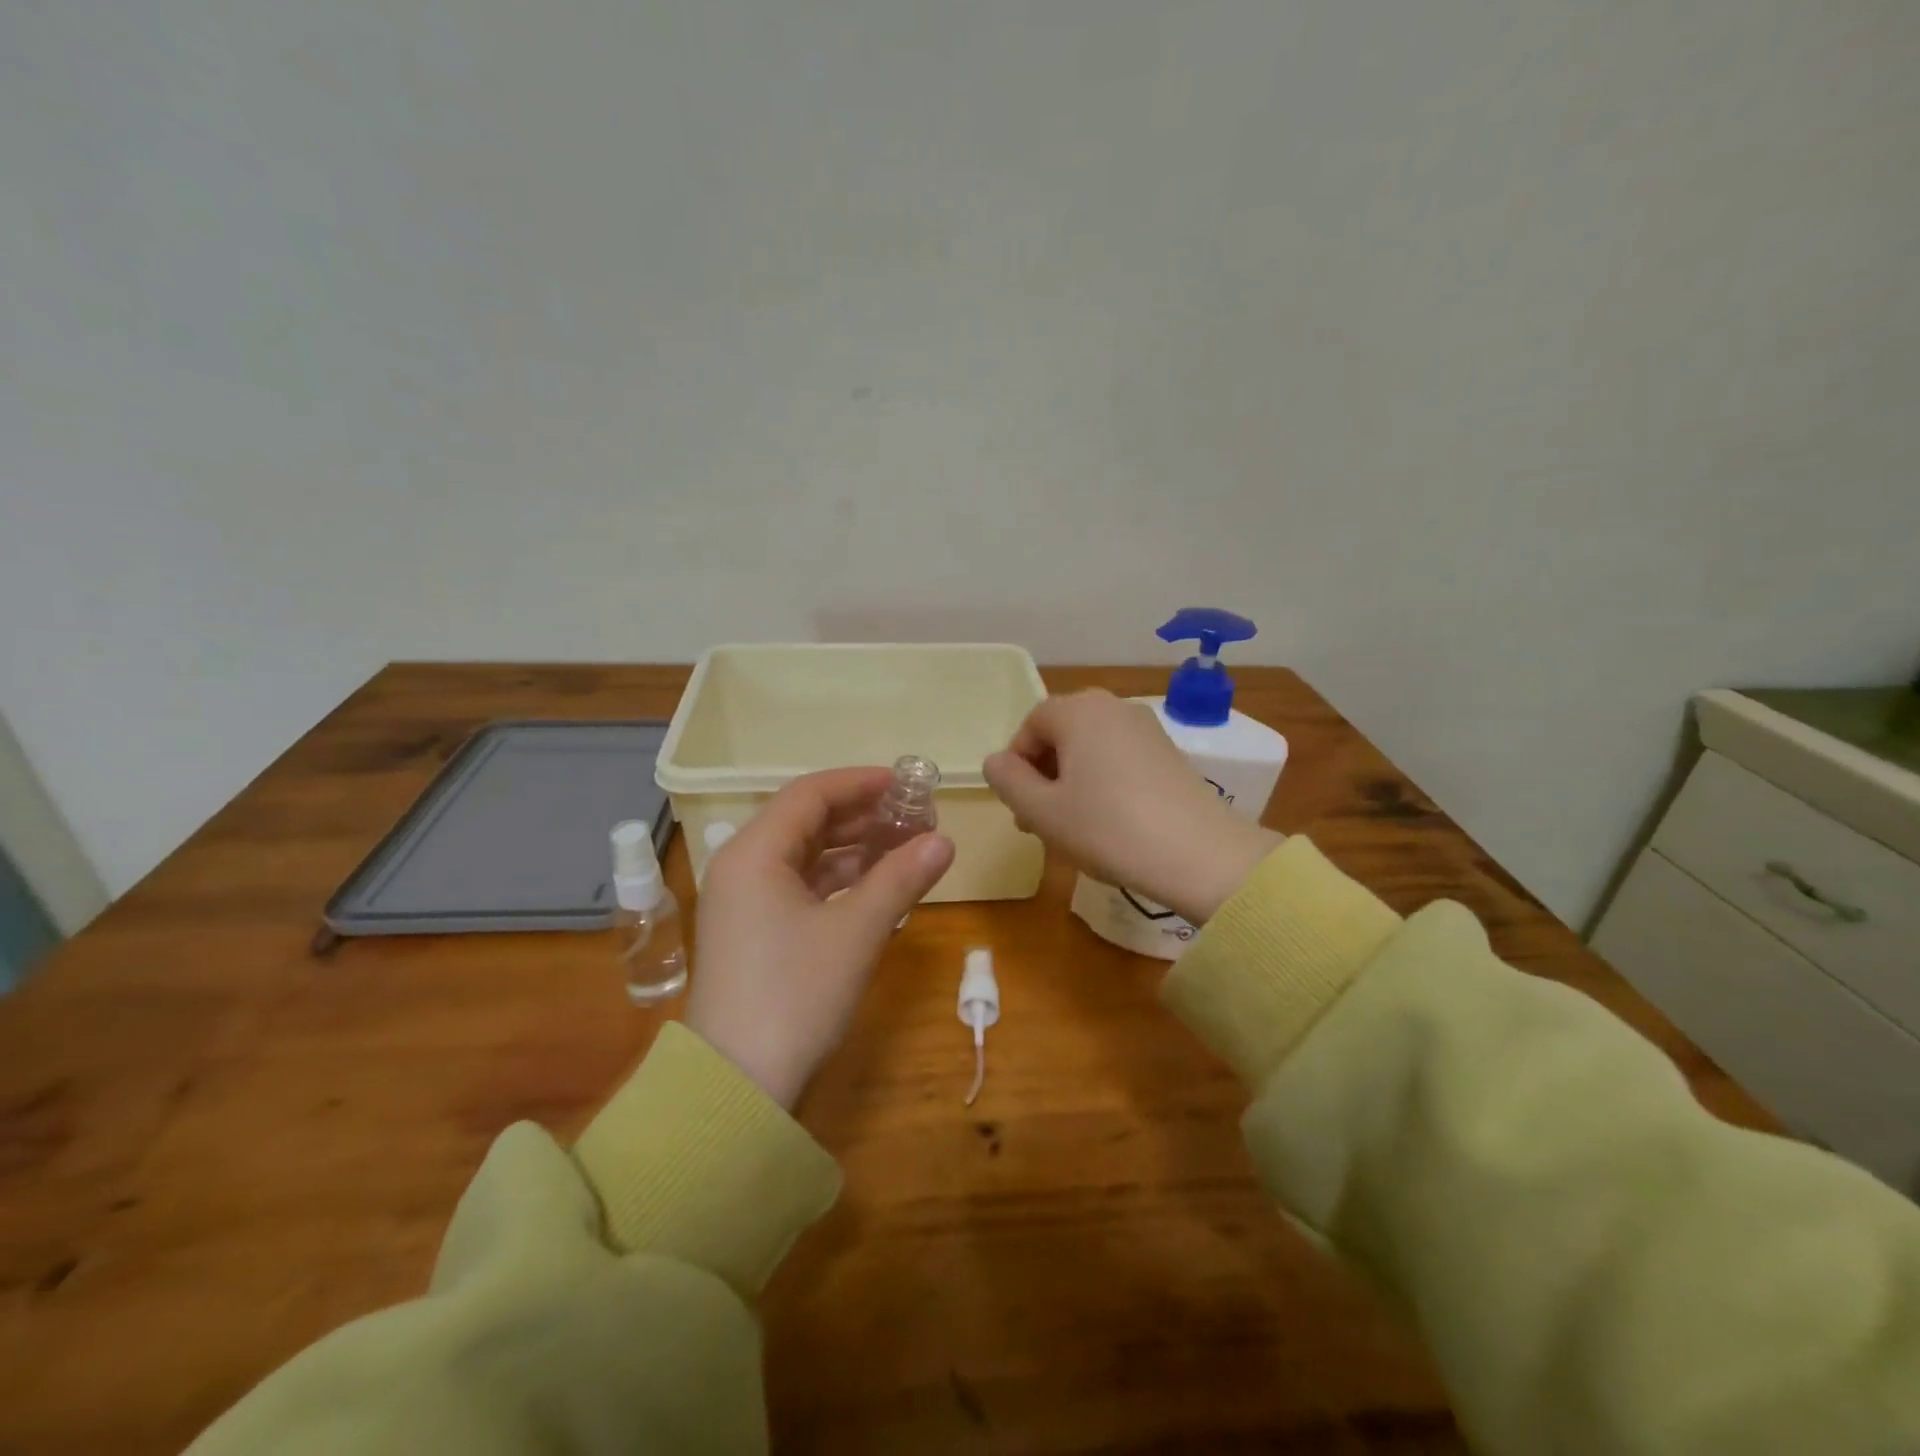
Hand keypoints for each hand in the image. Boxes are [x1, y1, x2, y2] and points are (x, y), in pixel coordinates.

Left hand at [685, 767, 954, 1109]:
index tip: (905, 784)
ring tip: (905, 849)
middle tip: (913, 817)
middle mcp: (742, 867)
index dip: (860, 783)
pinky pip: (799, 887)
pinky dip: (838, 882)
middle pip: (806, 821)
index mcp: (755, 853)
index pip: (810, 794)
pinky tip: (877, 889)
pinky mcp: (752, 933)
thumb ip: (901, 878)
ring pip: (805, 857)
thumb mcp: (857, 931)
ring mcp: (743, 902)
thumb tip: (944, 840)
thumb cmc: (796, 994)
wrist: (736, 1087)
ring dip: (853, 850)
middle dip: (862, 816)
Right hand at [983, 690, 1279, 924]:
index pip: (1031, 724)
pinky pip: (1119, 757)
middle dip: (1042, 774)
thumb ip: (1008, 781)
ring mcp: (1146, 728)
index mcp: (1078, 711)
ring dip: (1070, 781)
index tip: (1019, 806)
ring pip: (1090, 748)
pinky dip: (1102, 782)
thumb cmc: (1108, 828)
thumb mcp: (1042, 811)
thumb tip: (995, 761)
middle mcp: (1113, 707)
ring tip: (1071, 827)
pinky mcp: (1169, 753)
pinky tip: (1107, 822)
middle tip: (1038, 821)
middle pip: (1061, 733)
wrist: (1200, 855)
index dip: (1017, 764)